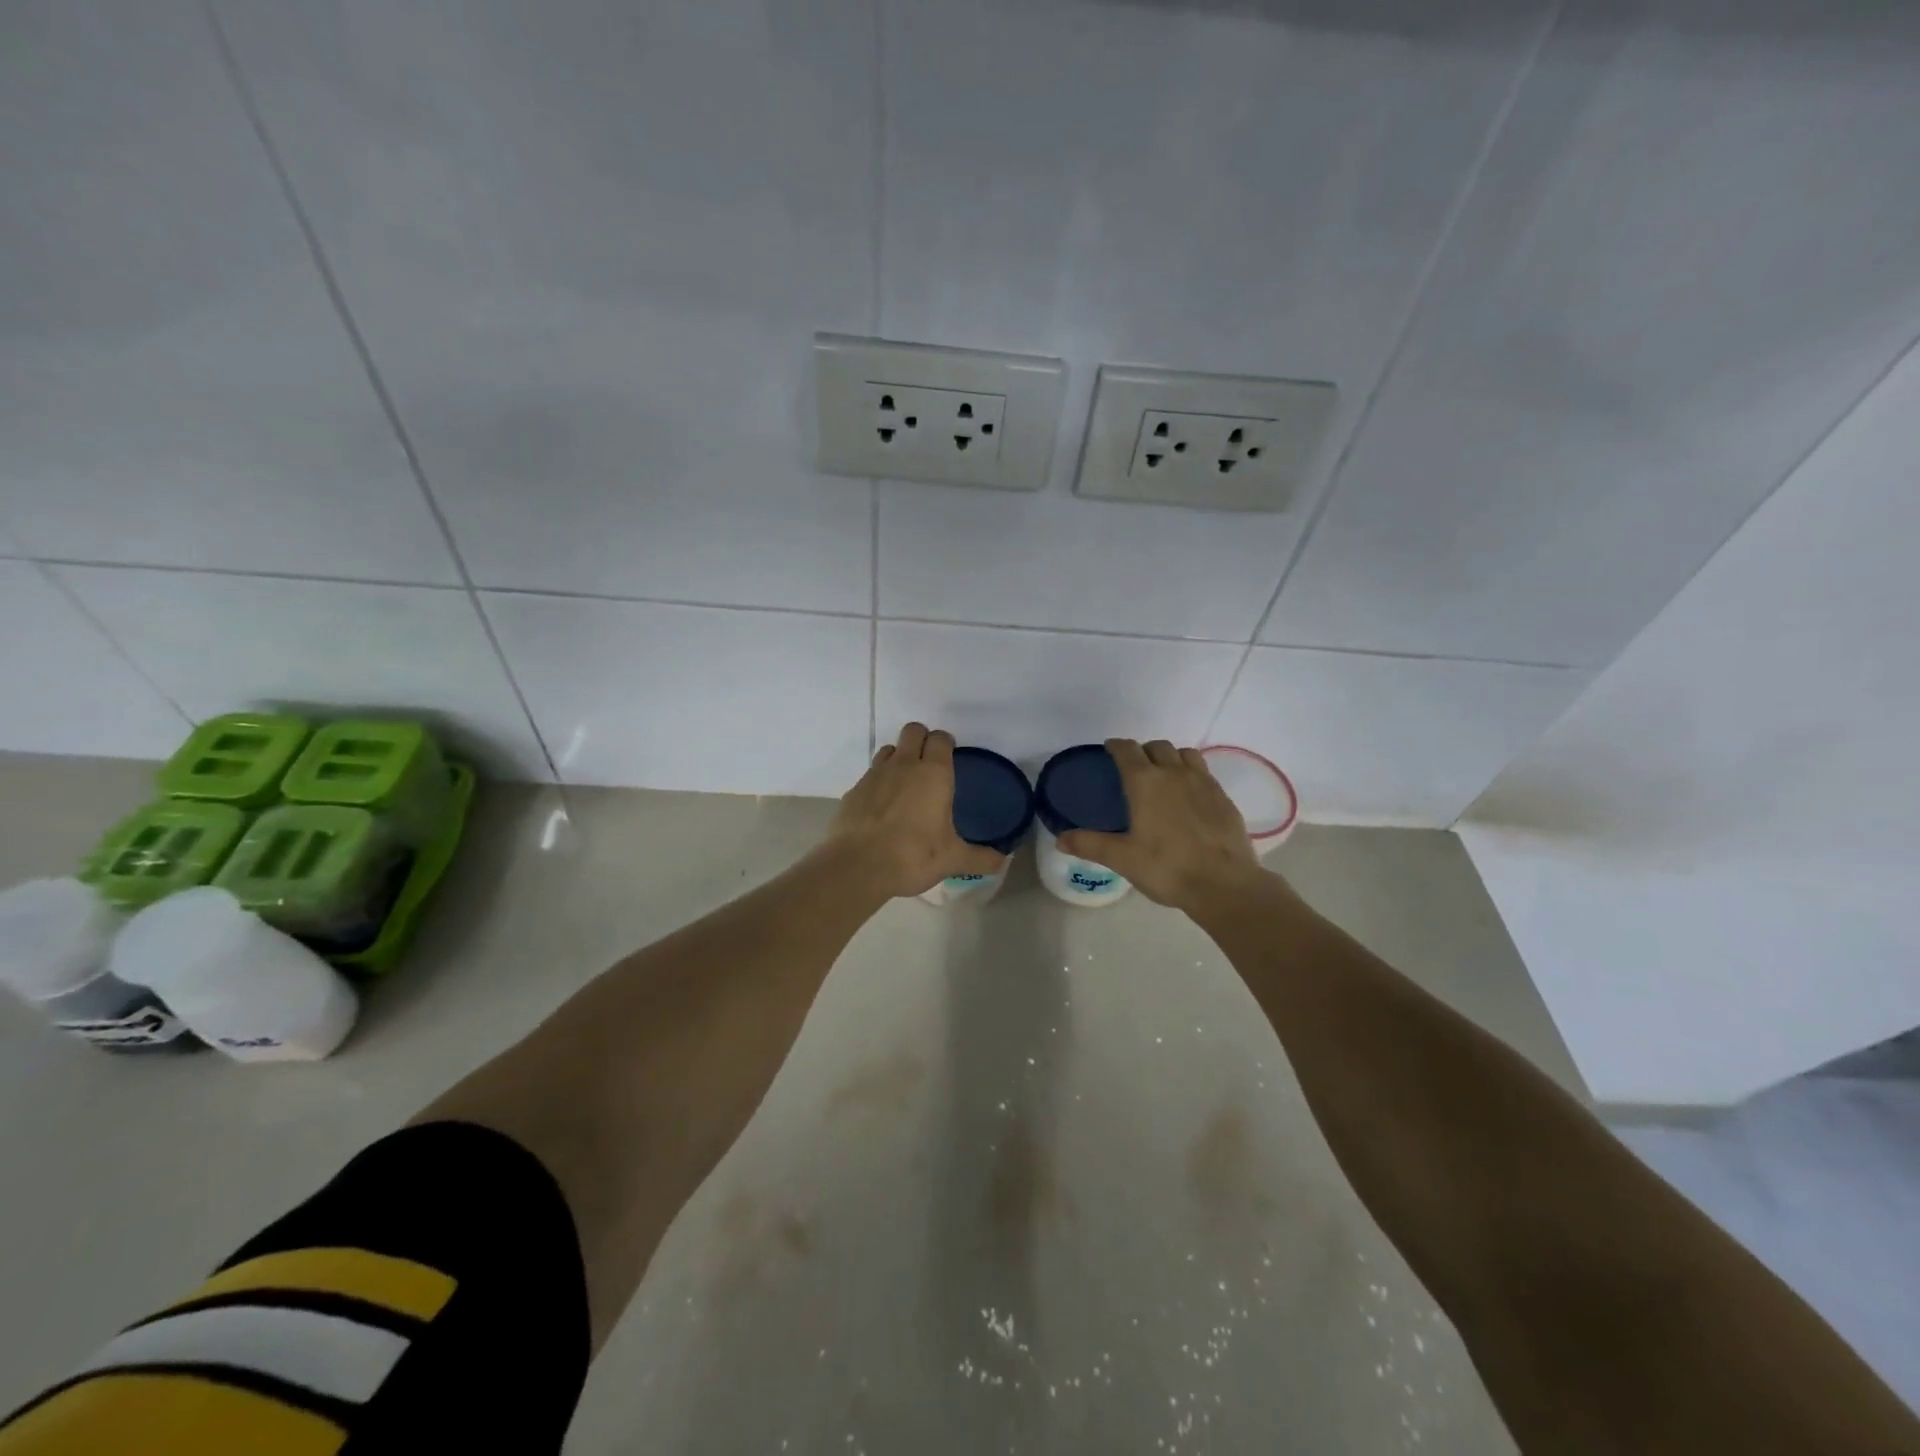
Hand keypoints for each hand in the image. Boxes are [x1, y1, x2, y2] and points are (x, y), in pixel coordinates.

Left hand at [825, 723, 1006, 898]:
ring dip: (899, 757)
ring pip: (889, 749)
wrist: (857, 866)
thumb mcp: (952, 859)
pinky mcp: (854, 790)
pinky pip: (870, 774)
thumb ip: (980, 857)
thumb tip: (1003, 862)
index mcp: (933, 773)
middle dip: (921, 739)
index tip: (950, 755)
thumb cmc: (913, 856)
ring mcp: (875, 774)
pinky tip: (882, 807)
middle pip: (913, 730)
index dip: (945, 743)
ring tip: (905, 783)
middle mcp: (904, 765)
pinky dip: (878, 782)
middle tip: (928, 764)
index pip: (940, 738)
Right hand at [1058, 739, 1263, 911]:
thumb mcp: (1121, 858)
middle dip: (1143, 751)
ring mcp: (1203, 782)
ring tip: (1164, 775)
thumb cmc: (1166, 867)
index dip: (1116, 746)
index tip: (1110, 749)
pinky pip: (1204, 772)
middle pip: (1157, 746)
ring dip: (1171, 757)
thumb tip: (1060, 838)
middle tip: (1135, 768)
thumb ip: (1089, 844)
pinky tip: (1190, 796)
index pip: (1127, 750)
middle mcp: (1174, 773)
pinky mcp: (1223, 797)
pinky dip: (1192, 774)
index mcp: (1145, 782)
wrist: (1223, 883)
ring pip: (1184, 754)